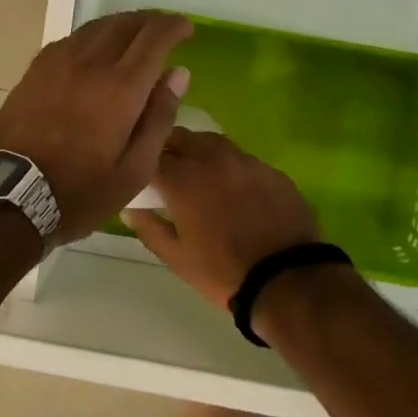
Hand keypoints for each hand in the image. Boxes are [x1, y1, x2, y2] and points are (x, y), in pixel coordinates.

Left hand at [0, 11, 193, 243]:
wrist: (10, 197)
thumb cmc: (80, 192)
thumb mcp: (134, 171)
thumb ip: (159, 117)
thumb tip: (178, 73)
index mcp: (120, 87)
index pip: (154, 37)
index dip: (174, 26)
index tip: (187, 29)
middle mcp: (89, 63)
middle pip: (125, 23)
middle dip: (151, 20)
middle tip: (165, 31)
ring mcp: (58, 62)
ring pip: (97, 26)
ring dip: (122, 24)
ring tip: (135, 36)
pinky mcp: (36, 69)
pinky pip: (72, 39)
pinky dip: (94, 36)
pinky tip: (97, 50)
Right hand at [122, 129, 319, 307]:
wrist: (287, 279)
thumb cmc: (222, 271)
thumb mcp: (176, 257)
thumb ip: (149, 228)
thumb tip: (130, 210)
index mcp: (183, 178)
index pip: (152, 154)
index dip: (143, 162)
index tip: (141, 174)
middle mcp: (212, 158)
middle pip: (181, 137)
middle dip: (169, 148)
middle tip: (166, 169)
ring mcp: (245, 161)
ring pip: (213, 142)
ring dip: (200, 152)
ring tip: (199, 174)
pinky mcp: (271, 170)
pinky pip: (243, 159)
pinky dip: (230, 167)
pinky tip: (234, 189)